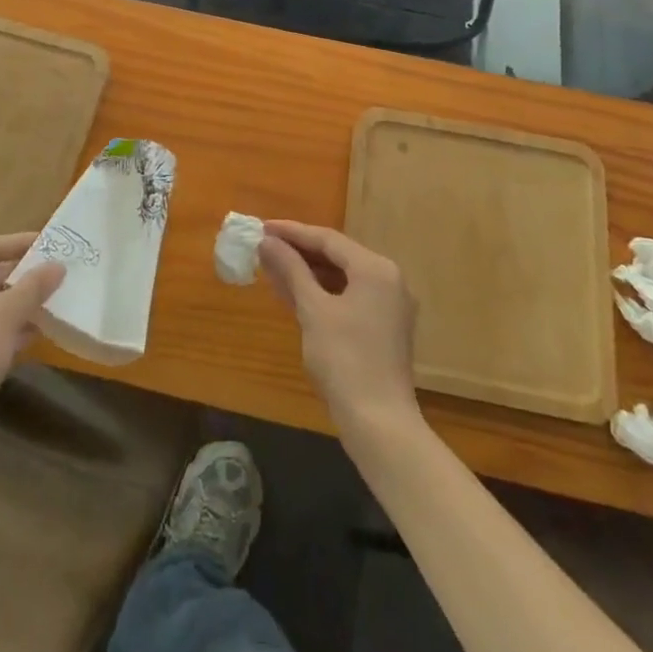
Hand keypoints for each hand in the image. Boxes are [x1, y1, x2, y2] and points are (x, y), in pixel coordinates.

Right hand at [259, 220, 420, 445]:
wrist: (380, 424)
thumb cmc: (345, 360)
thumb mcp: (313, 310)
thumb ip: (291, 270)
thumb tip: (267, 241)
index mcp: (376, 269)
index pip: (328, 239)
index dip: (292, 232)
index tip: (262, 227)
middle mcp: (389, 279)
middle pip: (338, 255)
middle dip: (299, 252)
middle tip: (265, 247)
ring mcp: (390, 305)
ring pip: (343, 277)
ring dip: (309, 273)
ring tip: (273, 269)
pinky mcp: (386, 328)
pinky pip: (350, 297)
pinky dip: (323, 293)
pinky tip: (295, 296)